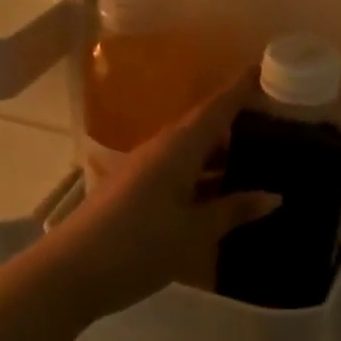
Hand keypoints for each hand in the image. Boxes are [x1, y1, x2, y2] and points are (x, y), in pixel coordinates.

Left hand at [40, 70, 278, 318]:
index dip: (239, 88)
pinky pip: (176, 170)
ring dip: (217, 151)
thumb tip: (273, 196)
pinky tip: (217, 191)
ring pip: (188, 150)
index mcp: (177, 149)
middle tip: (270, 120)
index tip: (263, 68)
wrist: (68, 273)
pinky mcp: (132, 191)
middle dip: (233, 119)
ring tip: (253, 156)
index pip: (215, 109)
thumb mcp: (193, 233)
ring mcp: (142, 170)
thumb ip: (233, 211)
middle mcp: (160, 150)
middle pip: (202, 126)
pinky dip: (201, 173)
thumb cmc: (137, 247)